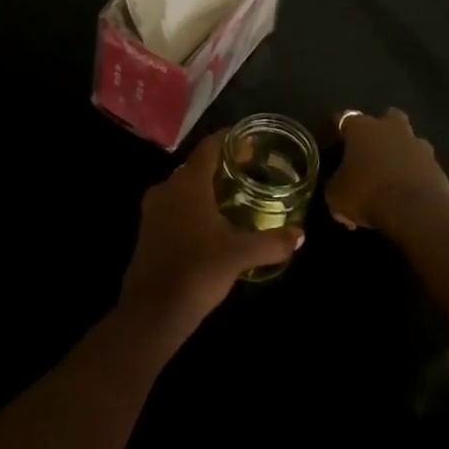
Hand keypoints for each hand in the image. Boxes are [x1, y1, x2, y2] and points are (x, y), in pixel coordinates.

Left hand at [120, 133, 303, 334]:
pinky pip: (173, 207)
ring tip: (232, 196)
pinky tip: (210, 224)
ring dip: (205, 189)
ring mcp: (153, 209)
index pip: (209, 147)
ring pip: (183, 188)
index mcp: (189, 183)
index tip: (249, 140)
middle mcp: (167, 187)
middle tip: (247, 171)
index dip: (229, 139)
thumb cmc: (199, 269)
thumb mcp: (241, 254)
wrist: (153, 310)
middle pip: (196, 166)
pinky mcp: (147, 230)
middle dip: (220, 166)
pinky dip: (192, 207)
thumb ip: (272, 242)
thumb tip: (300, 235)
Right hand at [326, 108, 448, 235]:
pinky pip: (423, 165)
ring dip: (402, 152)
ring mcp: (418, 144)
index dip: (338, 131)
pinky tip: (409, 193)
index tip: (335, 144)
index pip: (344, 118)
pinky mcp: (437, 165)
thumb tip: (337, 188)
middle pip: (387, 117)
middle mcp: (391, 128)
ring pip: (410, 140)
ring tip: (393, 174)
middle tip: (372, 151)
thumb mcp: (336, 196)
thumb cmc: (367, 194)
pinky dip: (416, 174)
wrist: (415, 210)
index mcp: (361, 128)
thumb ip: (335, 186)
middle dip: (381, 130)